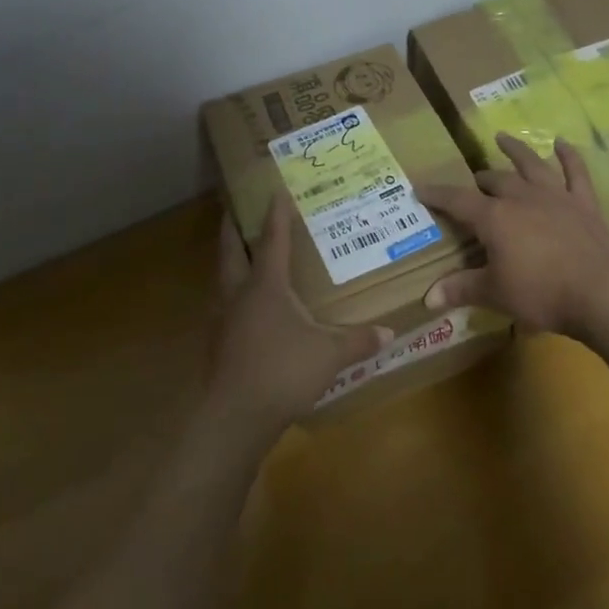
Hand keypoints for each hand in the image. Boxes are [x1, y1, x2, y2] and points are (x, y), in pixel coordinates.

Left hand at [207, 195, 391, 438]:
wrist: (235, 417)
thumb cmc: (283, 371)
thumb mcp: (329, 355)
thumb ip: (358, 340)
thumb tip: (390, 333)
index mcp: (266, 285)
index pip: (272, 240)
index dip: (275, 215)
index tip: (275, 191)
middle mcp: (239, 294)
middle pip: (231, 251)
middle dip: (233, 228)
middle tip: (234, 210)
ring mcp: (223, 319)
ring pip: (222, 278)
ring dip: (229, 261)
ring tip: (240, 254)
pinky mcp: (218, 344)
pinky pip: (224, 306)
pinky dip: (232, 294)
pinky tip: (244, 307)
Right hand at [417, 134, 608, 336]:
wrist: (600, 293)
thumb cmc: (541, 293)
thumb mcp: (495, 294)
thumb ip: (461, 289)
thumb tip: (428, 297)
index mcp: (494, 217)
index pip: (457, 201)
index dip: (437, 194)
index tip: (420, 188)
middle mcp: (522, 197)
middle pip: (495, 180)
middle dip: (480, 180)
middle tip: (473, 183)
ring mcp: (556, 196)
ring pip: (531, 165)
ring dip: (516, 150)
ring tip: (502, 137)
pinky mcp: (584, 204)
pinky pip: (576, 173)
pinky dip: (569, 156)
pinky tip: (562, 143)